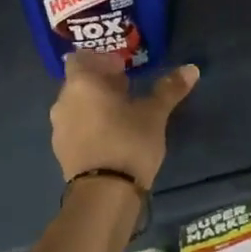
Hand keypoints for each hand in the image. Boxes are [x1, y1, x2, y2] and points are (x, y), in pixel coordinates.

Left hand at [50, 52, 198, 186]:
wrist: (104, 194)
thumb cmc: (129, 141)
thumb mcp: (154, 114)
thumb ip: (169, 89)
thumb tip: (191, 69)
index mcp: (82, 83)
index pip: (81, 58)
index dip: (100, 59)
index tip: (122, 68)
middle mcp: (63, 101)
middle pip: (79, 82)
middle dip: (101, 82)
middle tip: (127, 89)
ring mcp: (59, 128)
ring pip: (76, 105)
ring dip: (94, 105)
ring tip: (121, 115)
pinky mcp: (61, 151)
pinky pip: (74, 127)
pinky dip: (89, 125)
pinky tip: (110, 137)